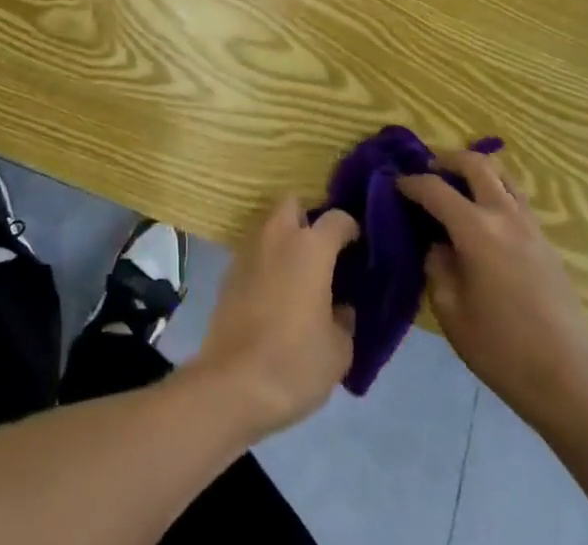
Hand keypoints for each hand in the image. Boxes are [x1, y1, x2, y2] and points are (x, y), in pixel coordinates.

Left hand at [188, 198, 357, 439]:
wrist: (233, 383)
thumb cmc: (295, 362)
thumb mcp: (339, 351)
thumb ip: (344, 320)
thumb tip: (340, 308)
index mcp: (310, 247)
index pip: (337, 218)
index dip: (351, 228)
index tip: (358, 247)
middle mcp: (278, 236)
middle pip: (293, 203)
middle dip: (309, 218)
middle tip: (323, 251)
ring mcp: (249, 250)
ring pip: (270, 225)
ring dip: (285, 239)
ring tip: (299, 274)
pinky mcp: (229, 271)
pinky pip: (255, 252)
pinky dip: (267, 262)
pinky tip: (275, 293)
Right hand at [398, 150, 587, 434]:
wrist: (571, 383)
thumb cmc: (503, 350)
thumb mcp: (451, 311)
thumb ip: (437, 266)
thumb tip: (438, 244)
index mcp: (476, 230)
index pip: (435, 188)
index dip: (411, 183)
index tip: (395, 185)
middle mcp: (505, 216)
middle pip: (475, 164)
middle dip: (446, 159)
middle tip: (427, 170)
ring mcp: (531, 227)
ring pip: (502, 175)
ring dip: (476, 171)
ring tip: (457, 185)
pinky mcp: (547, 243)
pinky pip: (516, 199)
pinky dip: (495, 191)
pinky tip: (484, 217)